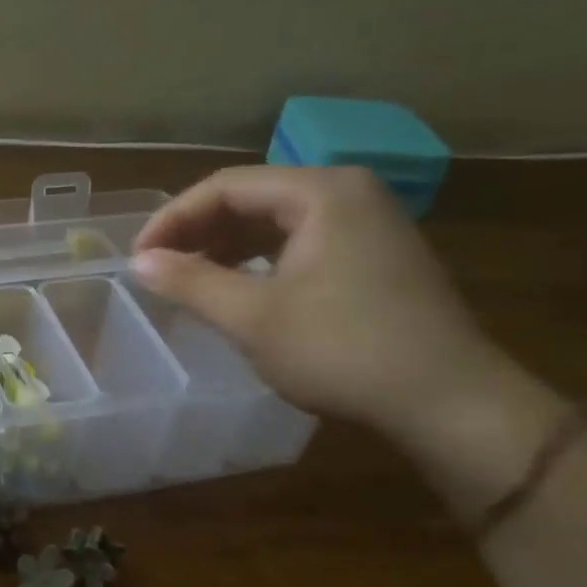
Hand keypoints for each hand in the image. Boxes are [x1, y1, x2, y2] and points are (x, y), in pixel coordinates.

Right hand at [131, 166, 504, 439]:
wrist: (447, 400)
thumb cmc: (342, 350)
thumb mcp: (253, 317)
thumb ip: (190, 282)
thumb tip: (138, 261)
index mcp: (320, 192)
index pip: (226, 186)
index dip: (172, 218)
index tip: (138, 257)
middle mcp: (348, 193)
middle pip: (253, 198)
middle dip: (199, 232)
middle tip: (160, 270)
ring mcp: (369, 223)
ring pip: (277, 222)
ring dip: (228, 248)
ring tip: (191, 281)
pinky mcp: (377, 256)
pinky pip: (302, 243)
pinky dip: (262, 261)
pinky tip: (241, 290)